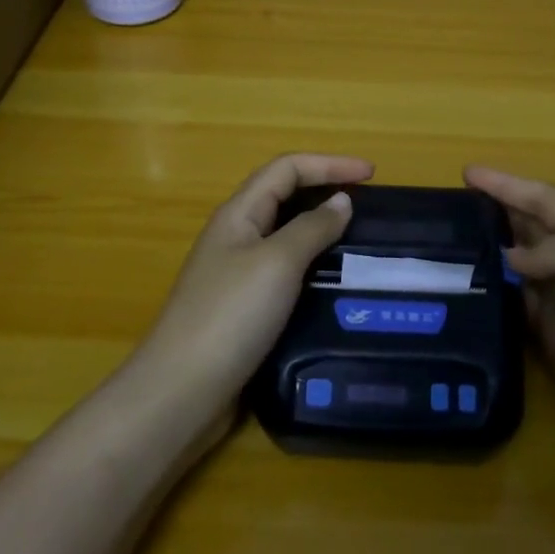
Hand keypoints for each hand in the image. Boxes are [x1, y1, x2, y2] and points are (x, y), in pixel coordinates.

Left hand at [143, 153, 374, 411]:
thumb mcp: (277, 263)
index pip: (286, 168)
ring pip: (285, 234)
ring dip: (320, 227)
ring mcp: (237, 272)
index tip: (372, 173)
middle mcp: (235, 235)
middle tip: (368, 203)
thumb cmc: (230, 315)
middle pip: (283, 195)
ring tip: (359, 239)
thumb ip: (311, 228)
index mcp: (238, 213)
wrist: (182, 390)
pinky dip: (312, 264)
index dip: (329, 163)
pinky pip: (284, 270)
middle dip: (325, 188)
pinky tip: (333, 281)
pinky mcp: (243, 306)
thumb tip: (341, 201)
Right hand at [465, 166, 554, 494]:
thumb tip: (508, 256)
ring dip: (490, 253)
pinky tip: (466, 291)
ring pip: (519, 269)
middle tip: (449, 207)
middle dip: (496, 212)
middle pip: (531, 230)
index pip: (547, 202)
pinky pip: (517, 310)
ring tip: (447, 244)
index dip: (509, 185)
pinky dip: (493, 297)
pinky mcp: (554, 346)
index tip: (467, 173)